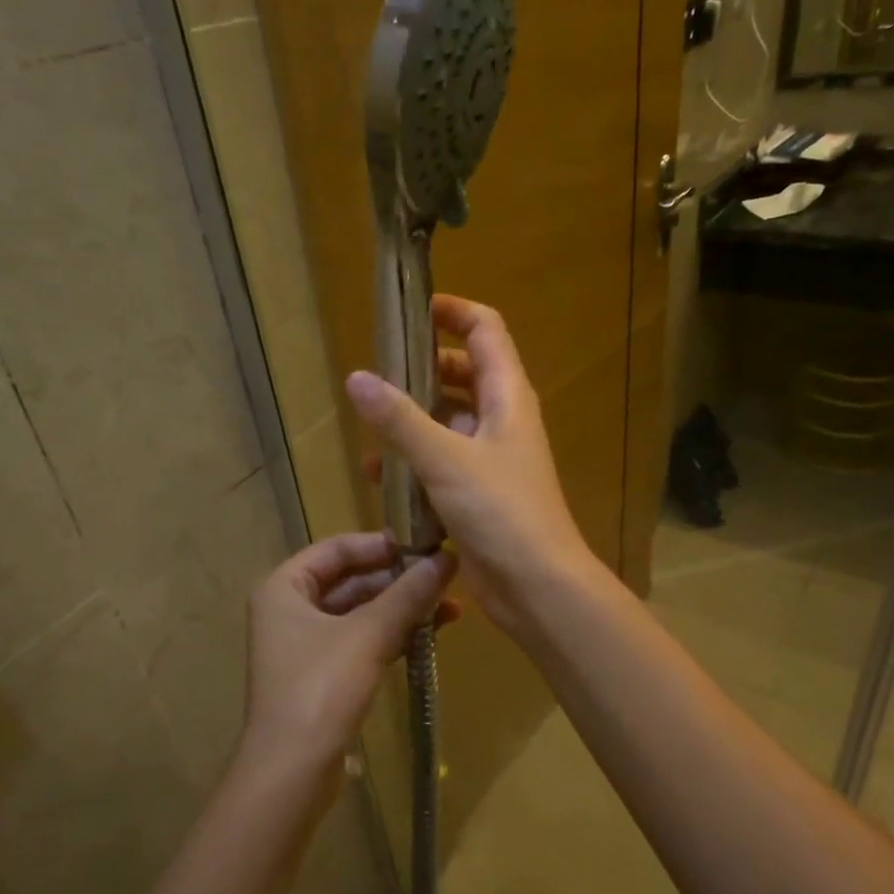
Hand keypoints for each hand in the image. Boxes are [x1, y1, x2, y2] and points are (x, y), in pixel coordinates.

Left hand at [241, 533, 456, 780]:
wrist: (292, 771)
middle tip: (445, 576)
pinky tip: (431, 633)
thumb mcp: (369, 635)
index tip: (423, 545)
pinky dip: (392, 635)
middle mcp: (290, 609)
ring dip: (401, 608)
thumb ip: (408, 594)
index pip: (336, 548)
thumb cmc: (321, 688)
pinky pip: (361, 640)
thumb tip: (447, 558)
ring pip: (360, 612)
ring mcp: (305, 644)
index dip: (380, 544)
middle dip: (398, 580)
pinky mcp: (322, 674)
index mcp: (285, 587)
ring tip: (451, 605)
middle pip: (350, 579)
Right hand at [345, 294, 596, 636]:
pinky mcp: (478, 492)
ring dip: (412, 419)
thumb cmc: (500, 511)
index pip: (486, 330)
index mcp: (507, 396)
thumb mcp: (445, 458)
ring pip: (448, 420)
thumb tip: (357, 378)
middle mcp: (502, 419)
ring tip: (369, 426)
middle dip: (421, 368)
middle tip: (379, 372)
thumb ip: (400, 419)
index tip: (411, 309)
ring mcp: (491, 457)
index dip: (452, 311)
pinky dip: (414, 461)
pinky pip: (442, 461)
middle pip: (463, 373)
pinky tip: (378, 477)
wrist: (536, 584)